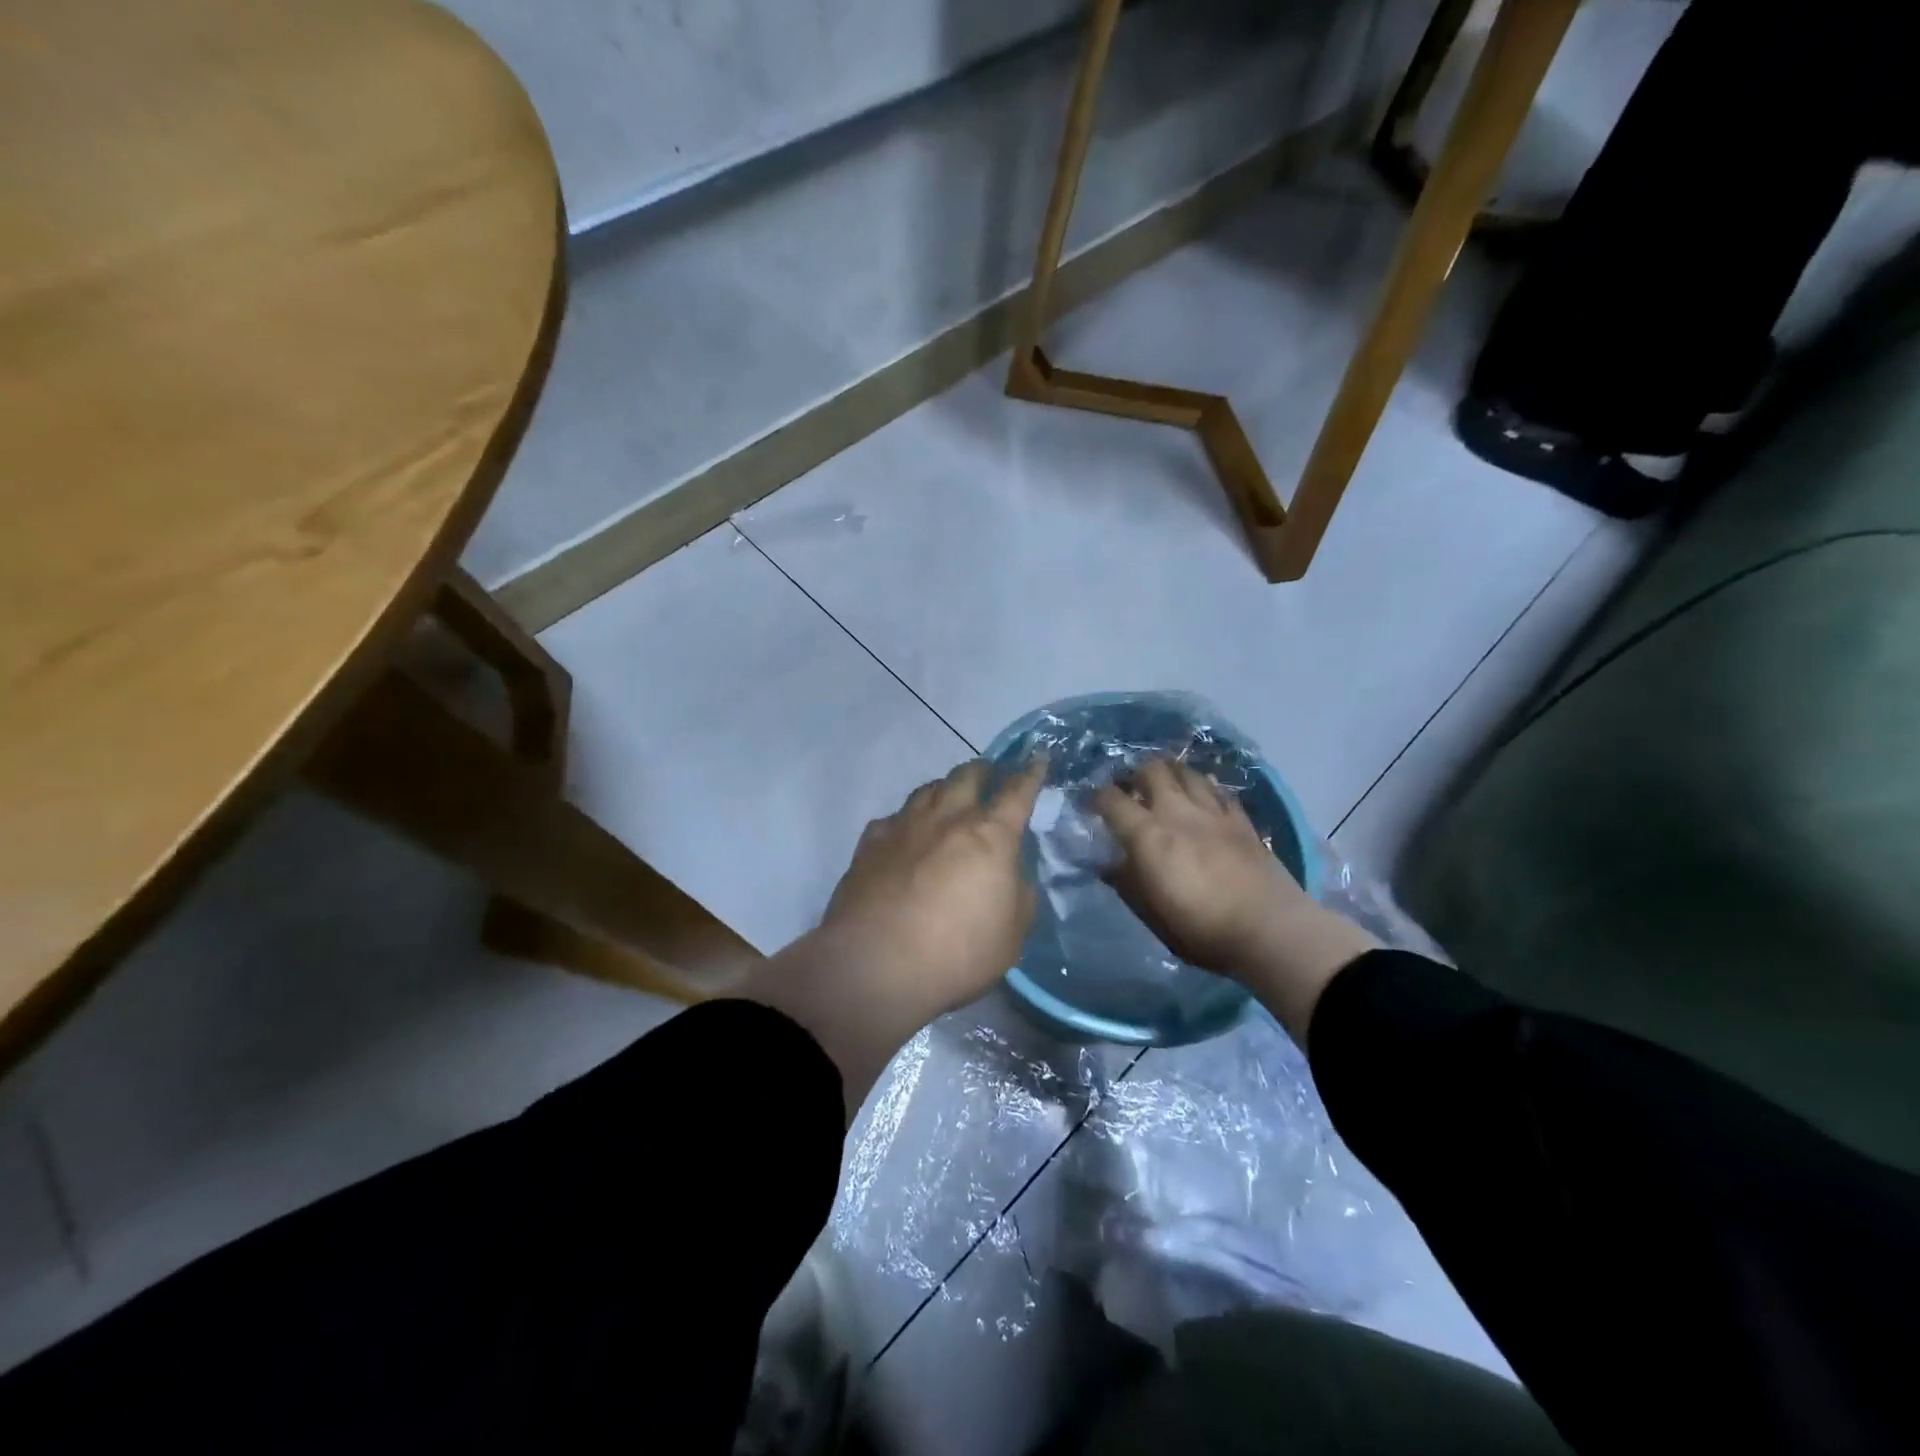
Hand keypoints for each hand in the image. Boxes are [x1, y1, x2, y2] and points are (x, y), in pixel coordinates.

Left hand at [743, 759, 1046, 1113]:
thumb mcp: (1012, 933)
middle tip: (991, 776)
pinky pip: (893, 818)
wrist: (877, 963)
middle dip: (984, 770)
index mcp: (991, 834)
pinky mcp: (870, 843)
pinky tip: (905, 835)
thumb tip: (1009, 874)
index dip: (1031, 773)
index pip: (1018, 791)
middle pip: (968, 775)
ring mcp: (905, 826)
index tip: (1037, 758)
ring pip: (928, 789)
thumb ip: (1018, 894)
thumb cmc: (958, 952)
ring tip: (949, 798)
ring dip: (945, 788)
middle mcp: (948, 818)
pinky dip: (906, 821)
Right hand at [1093, 758, 1379, 1043]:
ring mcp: (1213, 812)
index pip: (1111, 799)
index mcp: (1146, 834)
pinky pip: (1219, 791)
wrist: (1269, 930)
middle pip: (1151, 769)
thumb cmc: (1200, 928)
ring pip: (1187, 772)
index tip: (1091, 805)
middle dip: (1135, 774)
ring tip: (1166, 785)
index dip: (1096, 797)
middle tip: (1130, 788)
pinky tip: (1204, 798)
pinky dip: (1205, 789)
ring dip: (1171, 773)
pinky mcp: (1242, 820)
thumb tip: (1107, 863)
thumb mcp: (1150, 914)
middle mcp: (1176, 811)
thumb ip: (1126, 882)